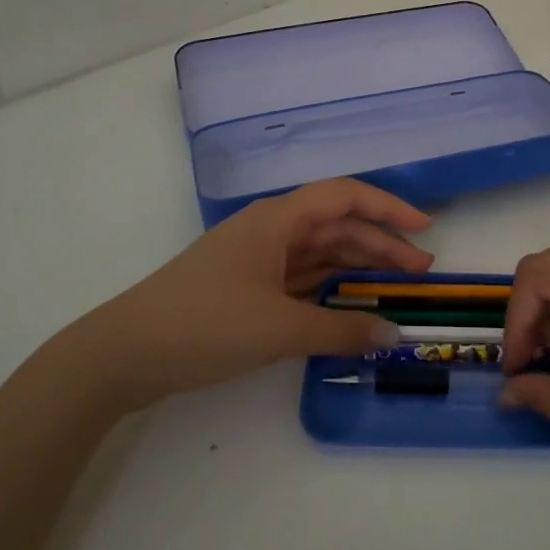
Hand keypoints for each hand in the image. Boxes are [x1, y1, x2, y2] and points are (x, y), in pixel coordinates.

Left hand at [84, 179, 432, 409]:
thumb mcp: (278, 329)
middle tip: (420, 273)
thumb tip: (394, 335)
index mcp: (277, 220)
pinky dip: (330, 291)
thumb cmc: (204, 323)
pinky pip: (301, 280)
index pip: (345, 197)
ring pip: (319, 254)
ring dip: (357, 268)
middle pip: (337, 227)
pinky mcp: (246, 288)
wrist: (125, 353)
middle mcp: (270, 231)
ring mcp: (257, 260)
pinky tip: (350, 307)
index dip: (388, 207)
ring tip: (395, 289)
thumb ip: (340, 332)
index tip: (424, 228)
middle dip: (380, 246)